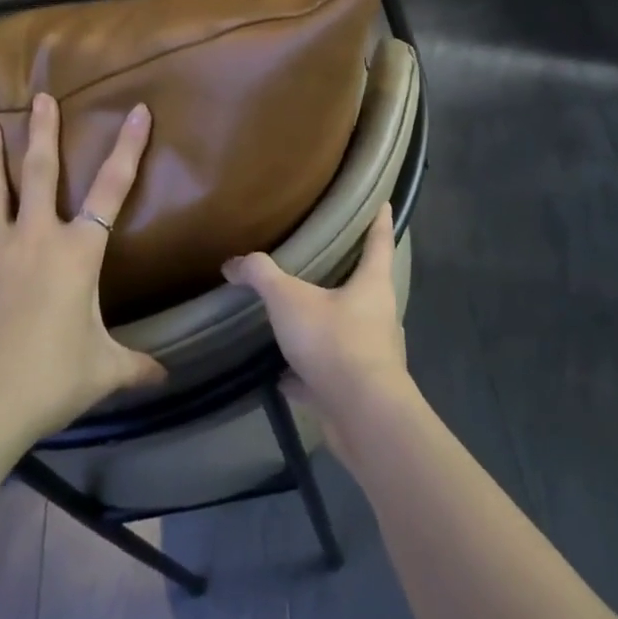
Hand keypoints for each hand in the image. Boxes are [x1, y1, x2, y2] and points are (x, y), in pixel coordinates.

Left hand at [0, 92, 165, 443]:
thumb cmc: (48, 380)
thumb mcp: (102, 372)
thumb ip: (136, 367)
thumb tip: (166, 378)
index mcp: (77, 252)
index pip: (113, 189)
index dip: (129, 147)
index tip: (138, 110)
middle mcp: (34, 237)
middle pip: (40, 172)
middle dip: (42, 132)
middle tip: (40, 97)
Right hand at [223, 205, 413, 451]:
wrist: (361, 415)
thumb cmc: (334, 341)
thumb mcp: (290, 300)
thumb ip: (262, 276)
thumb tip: (233, 262)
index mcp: (372, 285)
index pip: (379, 242)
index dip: (380, 221)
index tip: (385, 203)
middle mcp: (379, 316)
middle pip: (366, 287)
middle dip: (349, 276)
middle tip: (326, 262)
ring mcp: (371, 355)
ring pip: (348, 332)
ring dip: (325, 327)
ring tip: (298, 321)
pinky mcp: (358, 389)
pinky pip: (329, 374)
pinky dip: (308, 375)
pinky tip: (284, 378)